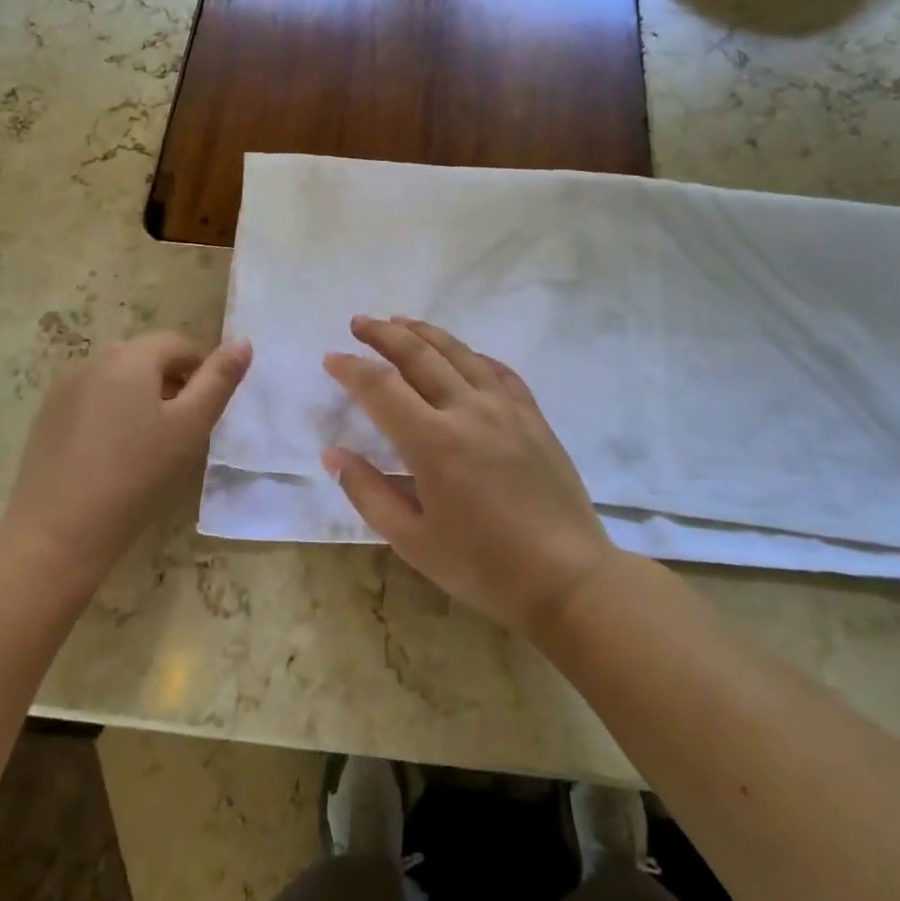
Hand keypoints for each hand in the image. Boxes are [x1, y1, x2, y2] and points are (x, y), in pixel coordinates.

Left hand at [4, 332, 251, 586]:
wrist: (57, 531)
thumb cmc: (136, 475)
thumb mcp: (190, 427)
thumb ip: (219, 381)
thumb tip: (243, 342)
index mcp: (131, 357)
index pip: (178, 344)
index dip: (200, 371)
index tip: (204, 412)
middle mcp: (94, 360)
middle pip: (146, 357)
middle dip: (170, 383)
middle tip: (180, 430)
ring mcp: (65, 387)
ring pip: (117, 378)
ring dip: (140, 397)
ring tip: (148, 444)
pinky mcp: (46, 416)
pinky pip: (91, 399)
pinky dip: (110, 413)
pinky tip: (112, 454)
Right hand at [322, 316, 617, 637]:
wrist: (568, 578)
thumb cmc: (483, 567)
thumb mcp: (413, 542)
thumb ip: (368, 493)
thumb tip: (332, 454)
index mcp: (433, 442)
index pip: (381, 387)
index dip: (352, 369)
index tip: (331, 358)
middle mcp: (467, 410)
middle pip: (419, 356)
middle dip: (383, 334)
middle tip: (359, 323)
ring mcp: (505, 408)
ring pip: (459, 353)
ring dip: (425, 333)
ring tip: (400, 322)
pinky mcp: (532, 416)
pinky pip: (498, 371)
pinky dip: (473, 355)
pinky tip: (462, 353)